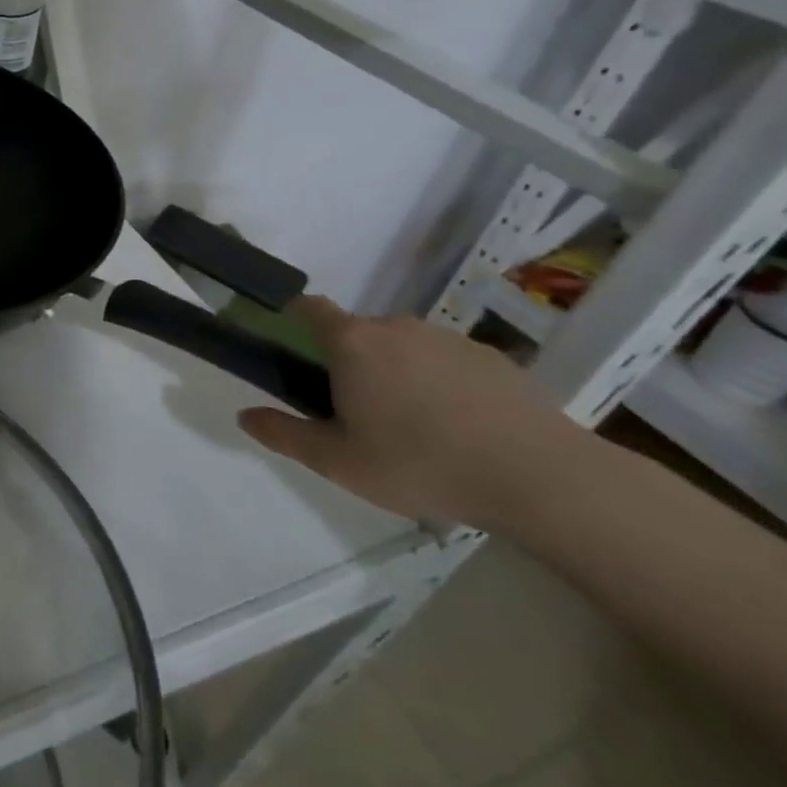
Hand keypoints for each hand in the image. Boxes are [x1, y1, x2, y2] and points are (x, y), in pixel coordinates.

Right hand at [237, 296, 591, 526]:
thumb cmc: (421, 464)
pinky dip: (441, 383)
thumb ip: (283, 434)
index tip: (290, 343)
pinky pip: (447, 361)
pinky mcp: (493, 359)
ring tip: (414, 426)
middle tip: (356, 411)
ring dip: (396, 372)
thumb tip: (244, 415)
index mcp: (352, 343)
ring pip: (404, 347)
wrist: (543, 479)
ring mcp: (449, 339)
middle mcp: (396, 327)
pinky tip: (459, 428)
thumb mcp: (337, 462)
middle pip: (357, 332)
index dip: (293, 316)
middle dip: (349, 361)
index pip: (309, 308)